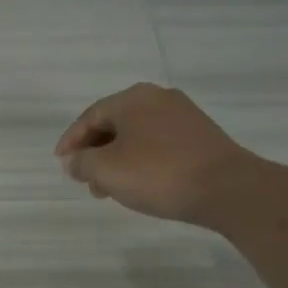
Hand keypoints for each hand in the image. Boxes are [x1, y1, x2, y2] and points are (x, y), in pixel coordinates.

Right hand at [54, 84, 250, 222]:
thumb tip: (74, 160)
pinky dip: (140, 161)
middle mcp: (158, 98)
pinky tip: (139, 183)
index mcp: (132, 98)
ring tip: (110, 189)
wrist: (226, 188)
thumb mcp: (106, 170)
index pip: (90, 117)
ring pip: (136, 136)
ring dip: (116, 160)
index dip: (71, 141)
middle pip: (114, 124)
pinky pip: (157, 144)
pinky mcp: (200, 135)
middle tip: (85, 181)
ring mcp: (182, 116)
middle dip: (94, 153)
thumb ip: (81, 162)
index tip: (61, 163)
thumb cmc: (157, 174)